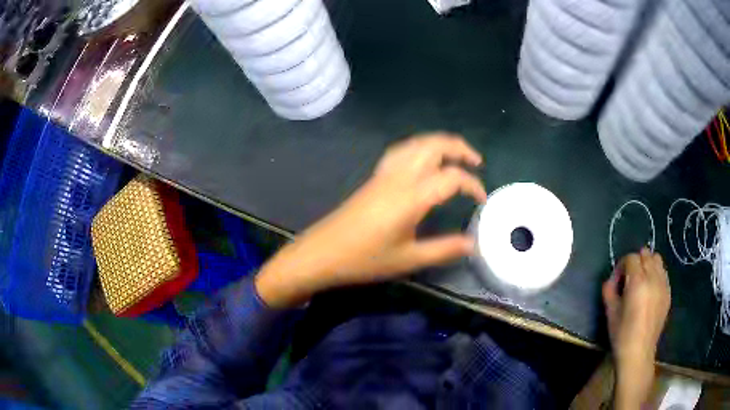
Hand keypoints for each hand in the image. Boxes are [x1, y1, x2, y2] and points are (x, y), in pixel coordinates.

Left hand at [256, 133, 486, 307]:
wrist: (322, 253)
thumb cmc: (365, 259)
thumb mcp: (409, 259)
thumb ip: (444, 250)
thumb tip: (472, 244)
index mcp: (411, 196)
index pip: (451, 178)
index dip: (472, 185)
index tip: (482, 201)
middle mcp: (399, 176)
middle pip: (434, 145)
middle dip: (459, 148)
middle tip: (476, 163)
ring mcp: (384, 173)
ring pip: (416, 143)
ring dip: (440, 144)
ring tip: (455, 157)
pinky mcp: (374, 177)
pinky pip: (402, 150)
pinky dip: (420, 147)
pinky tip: (424, 161)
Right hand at [602, 248, 670, 408]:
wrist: (638, 353)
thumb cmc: (622, 335)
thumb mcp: (610, 312)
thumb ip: (609, 290)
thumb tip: (612, 279)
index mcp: (638, 282)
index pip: (631, 258)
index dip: (622, 266)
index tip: (617, 280)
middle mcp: (653, 278)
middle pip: (646, 254)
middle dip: (636, 263)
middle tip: (629, 280)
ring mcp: (663, 285)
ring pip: (657, 259)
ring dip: (648, 265)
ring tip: (641, 282)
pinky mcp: (668, 292)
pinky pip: (663, 273)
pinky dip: (656, 274)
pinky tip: (650, 291)